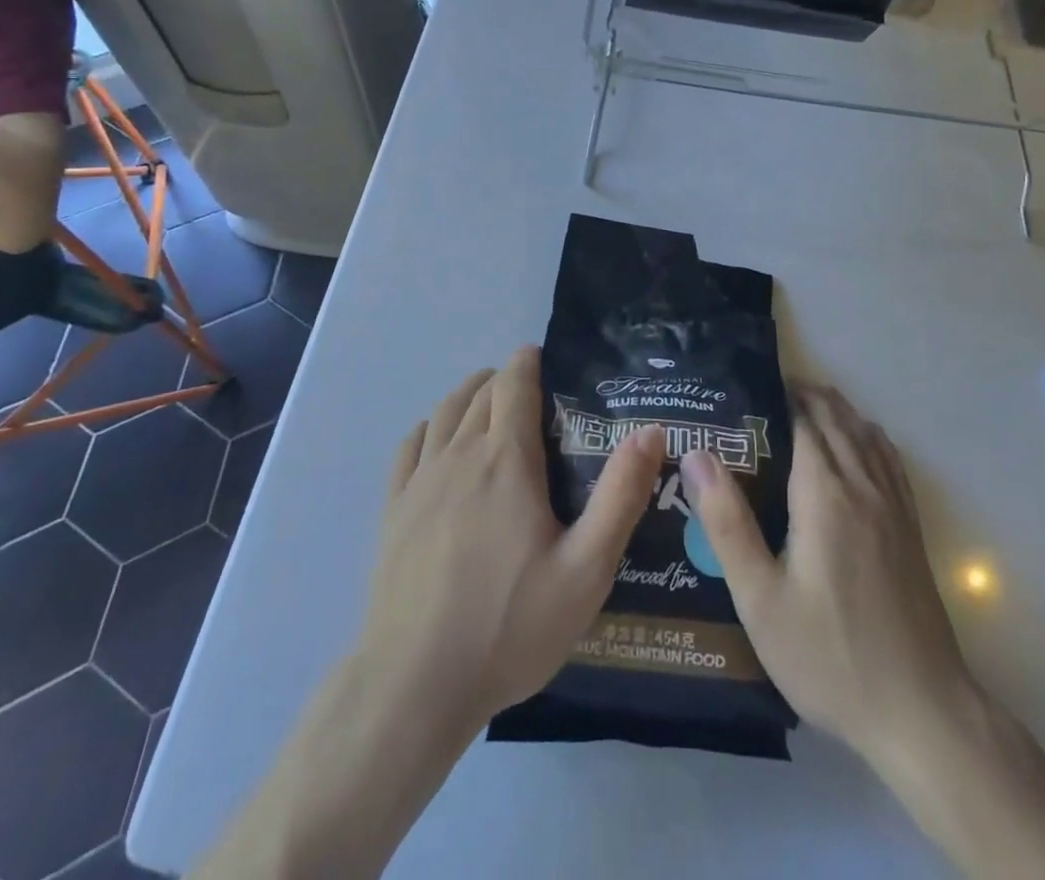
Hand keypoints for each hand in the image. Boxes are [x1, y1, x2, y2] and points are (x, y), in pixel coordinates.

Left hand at [356, 346, 664, 734]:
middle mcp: (460, 454)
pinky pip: (410, 445)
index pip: (514, 383)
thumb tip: (650, 431)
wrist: (415, 684)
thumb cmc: (510, 626)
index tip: (545, 359)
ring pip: (444, 411)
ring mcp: (420, 480)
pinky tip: (439, 440)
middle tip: (531, 391)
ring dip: (469, 394)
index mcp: (506, 460)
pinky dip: (430, 427)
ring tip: (488, 401)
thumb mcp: (586, 569)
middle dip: (505, 378)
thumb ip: (621, 495)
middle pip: (481, 392)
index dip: (528, 361)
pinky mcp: (394, 509)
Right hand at [681, 382, 971, 766]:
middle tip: (766, 392)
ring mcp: (894, 505)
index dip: (778, 396)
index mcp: (824, 493)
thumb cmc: (829, 655)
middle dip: (805, 395)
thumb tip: (697, 454)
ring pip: (866, 434)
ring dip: (837, 410)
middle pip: (837, 418)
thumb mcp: (760, 598)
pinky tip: (859, 443)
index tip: (746, 388)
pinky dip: (868, 435)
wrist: (921, 712)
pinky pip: (889, 459)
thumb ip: (727, 522)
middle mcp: (863, 485)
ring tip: (805, 405)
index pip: (803, 420)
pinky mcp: (911, 527)